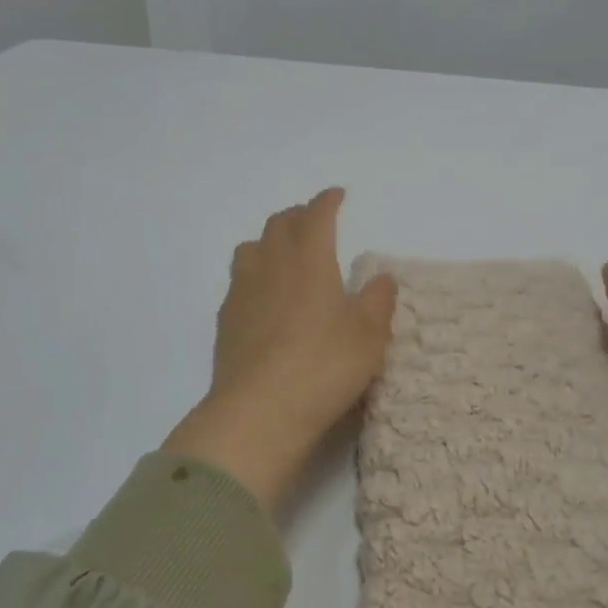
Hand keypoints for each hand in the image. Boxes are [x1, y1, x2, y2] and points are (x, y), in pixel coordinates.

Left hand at [165, 188, 396, 511]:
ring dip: (269, 241)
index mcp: (309, 260)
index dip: (326, 201)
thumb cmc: (323, 367)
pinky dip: (253, 275)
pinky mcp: (226, 322)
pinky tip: (262, 296)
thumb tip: (382, 277)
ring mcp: (242, 293)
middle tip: (312, 220)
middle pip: (279, 225)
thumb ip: (378, 302)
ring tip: (282, 252)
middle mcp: (271, 266)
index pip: (316, 216)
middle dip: (298, 215)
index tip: (336, 195)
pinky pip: (238, 282)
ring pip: (250, 248)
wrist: (258, 412)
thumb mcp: (368, 336)